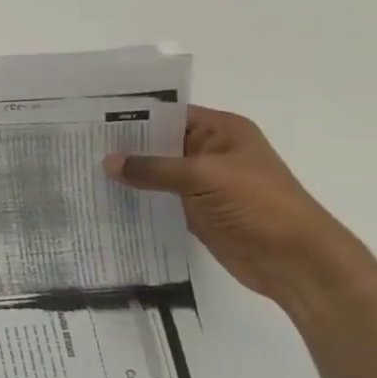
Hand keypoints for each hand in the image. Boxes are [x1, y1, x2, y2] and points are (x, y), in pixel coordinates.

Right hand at [103, 106, 375, 310]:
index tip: (90, 120)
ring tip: (83, 169)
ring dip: (128, 173)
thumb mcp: (204, 177)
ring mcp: (203, 182)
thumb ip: (153, 168)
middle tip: (79, 145)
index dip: (132, 116)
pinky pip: (159, 196)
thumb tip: (107, 162)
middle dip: (124, 146)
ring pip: (156, 171)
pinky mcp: (196, 209)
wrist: (298, 263)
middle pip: (159, 142)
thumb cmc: (259, 206)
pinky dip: (137, 196)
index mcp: (222, 131)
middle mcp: (211, 151)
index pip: (168, 114)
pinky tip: (106, 196)